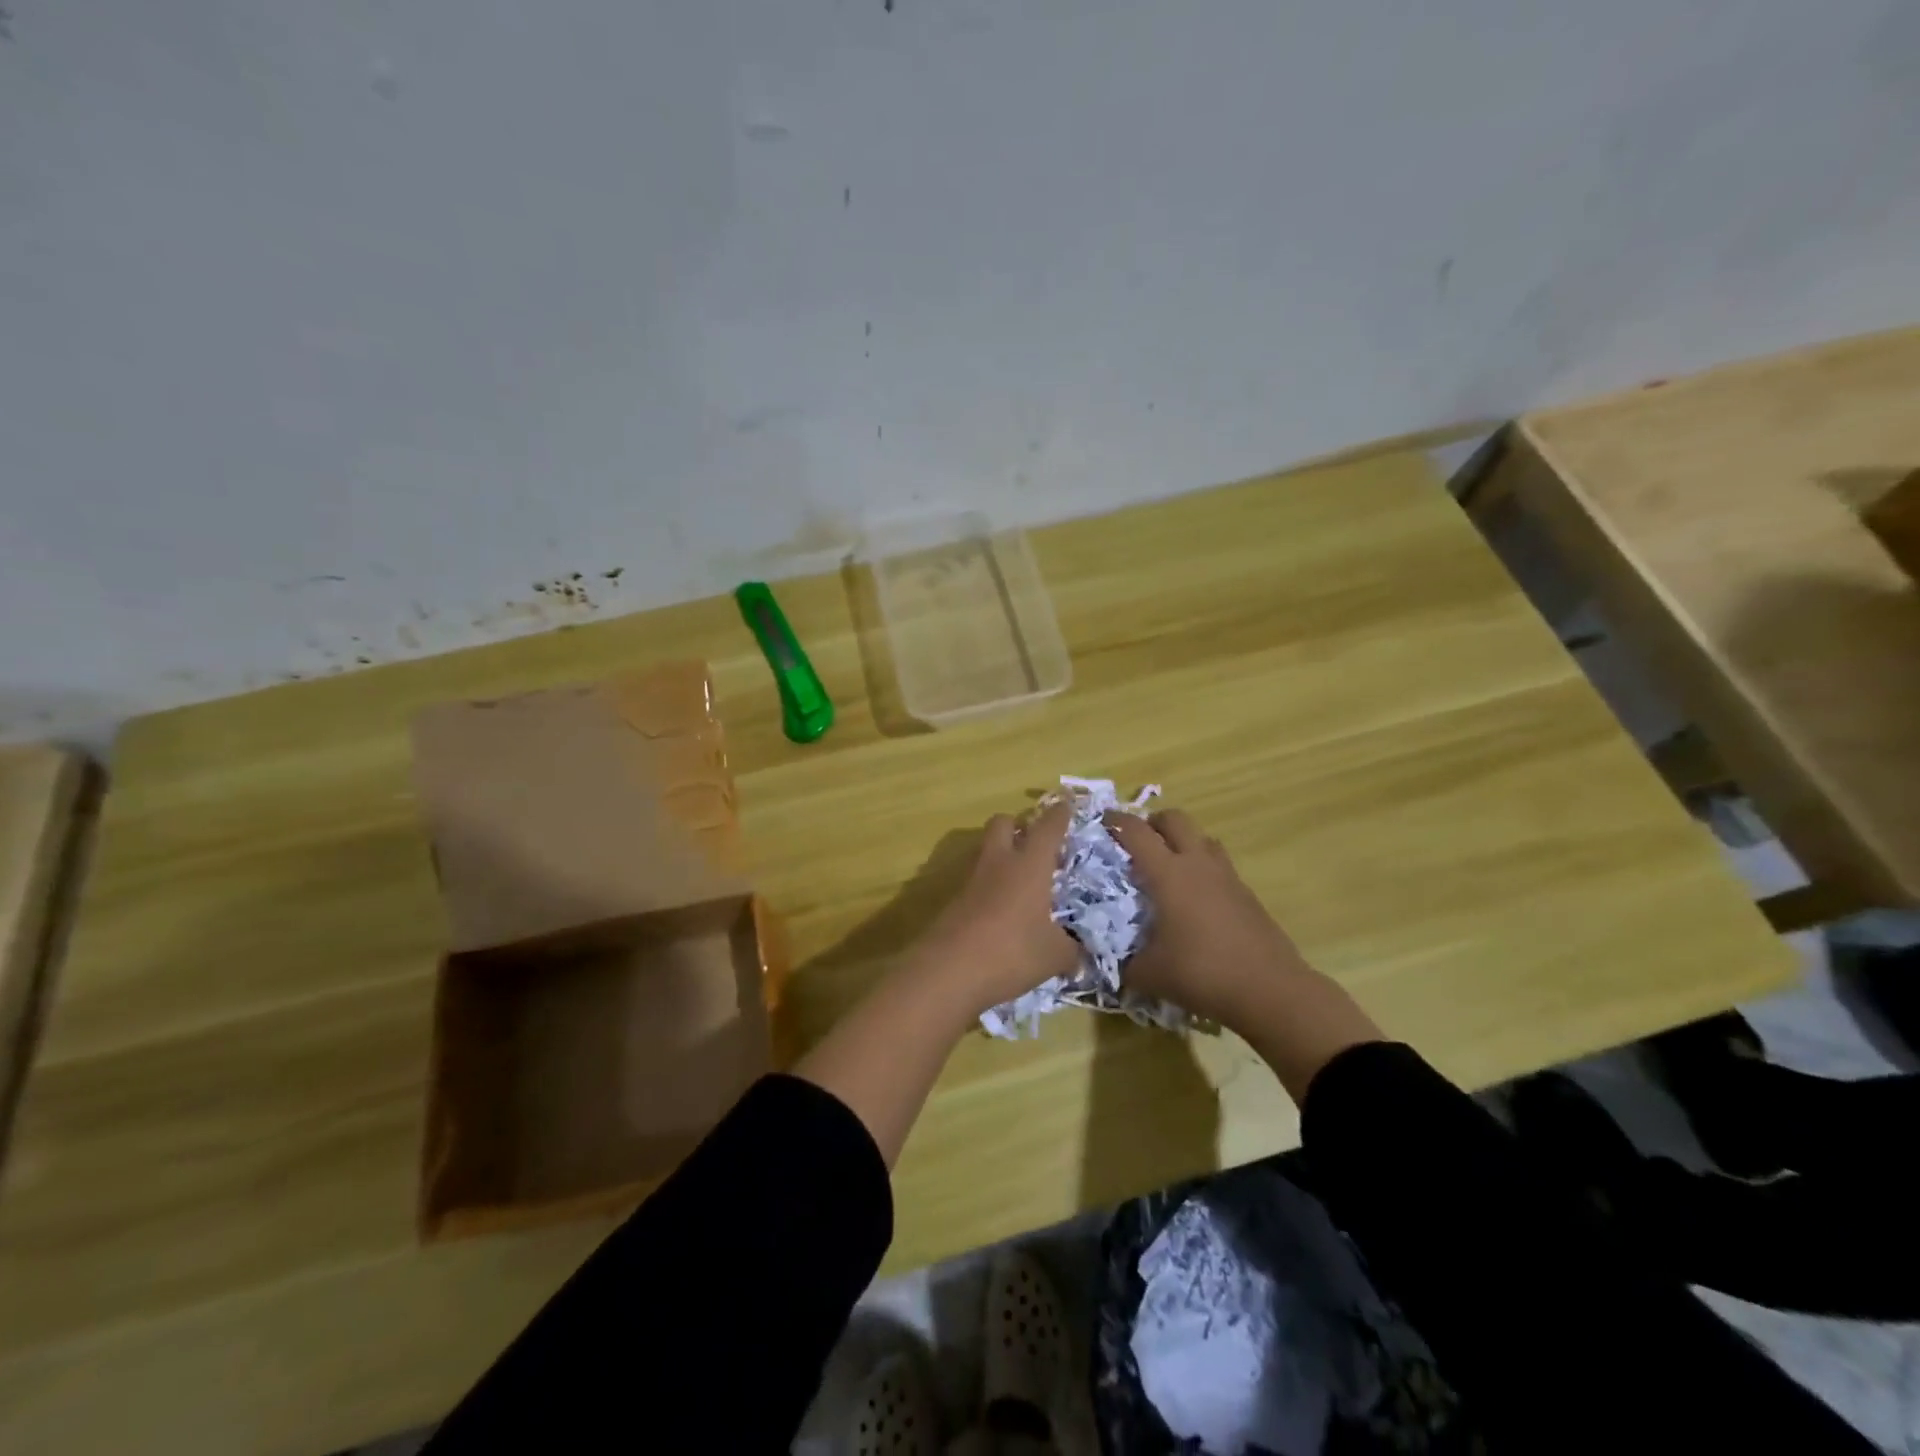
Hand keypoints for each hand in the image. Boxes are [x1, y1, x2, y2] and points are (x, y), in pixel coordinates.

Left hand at [907, 802, 1078, 1020]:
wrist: (948, 971)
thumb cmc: (1011, 952)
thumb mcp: (1054, 956)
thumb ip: (1070, 949)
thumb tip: (1076, 952)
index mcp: (1029, 865)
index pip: (1048, 827)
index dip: (1060, 814)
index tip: (1067, 804)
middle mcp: (999, 863)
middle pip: (1003, 823)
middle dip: (1019, 826)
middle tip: (1036, 844)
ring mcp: (972, 880)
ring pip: (986, 851)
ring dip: (1003, 857)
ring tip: (1022, 883)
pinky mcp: (954, 901)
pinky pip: (977, 882)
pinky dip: (990, 888)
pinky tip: (1002, 912)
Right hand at [1108, 809, 1381, 1098]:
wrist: (1269, 990)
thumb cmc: (1202, 974)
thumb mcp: (1149, 974)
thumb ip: (1122, 963)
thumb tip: (1106, 962)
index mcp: (1168, 874)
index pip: (1137, 832)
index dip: (1116, 821)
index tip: (1101, 820)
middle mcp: (1198, 865)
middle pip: (1175, 819)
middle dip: (1153, 823)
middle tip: (1137, 842)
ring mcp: (1227, 877)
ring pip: (1202, 837)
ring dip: (1182, 841)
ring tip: (1168, 866)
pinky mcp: (1246, 894)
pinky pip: (1219, 864)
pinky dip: (1202, 867)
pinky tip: (1194, 898)